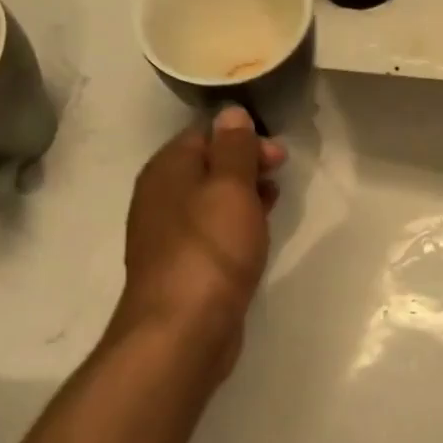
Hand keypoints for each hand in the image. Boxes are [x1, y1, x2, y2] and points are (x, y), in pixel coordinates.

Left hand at [115, 105, 286, 375]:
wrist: (182, 329)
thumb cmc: (210, 249)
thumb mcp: (230, 188)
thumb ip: (233, 147)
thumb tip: (231, 113)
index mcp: (167, 170)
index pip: (204, 133)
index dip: (243, 135)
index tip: (277, 152)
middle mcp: (161, 197)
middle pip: (208, 165)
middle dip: (246, 163)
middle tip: (281, 172)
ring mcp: (170, 234)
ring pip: (212, 199)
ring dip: (244, 193)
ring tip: (276, 198)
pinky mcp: (184, 265)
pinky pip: (213, 229)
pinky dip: (237, 222)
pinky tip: (259, 232)